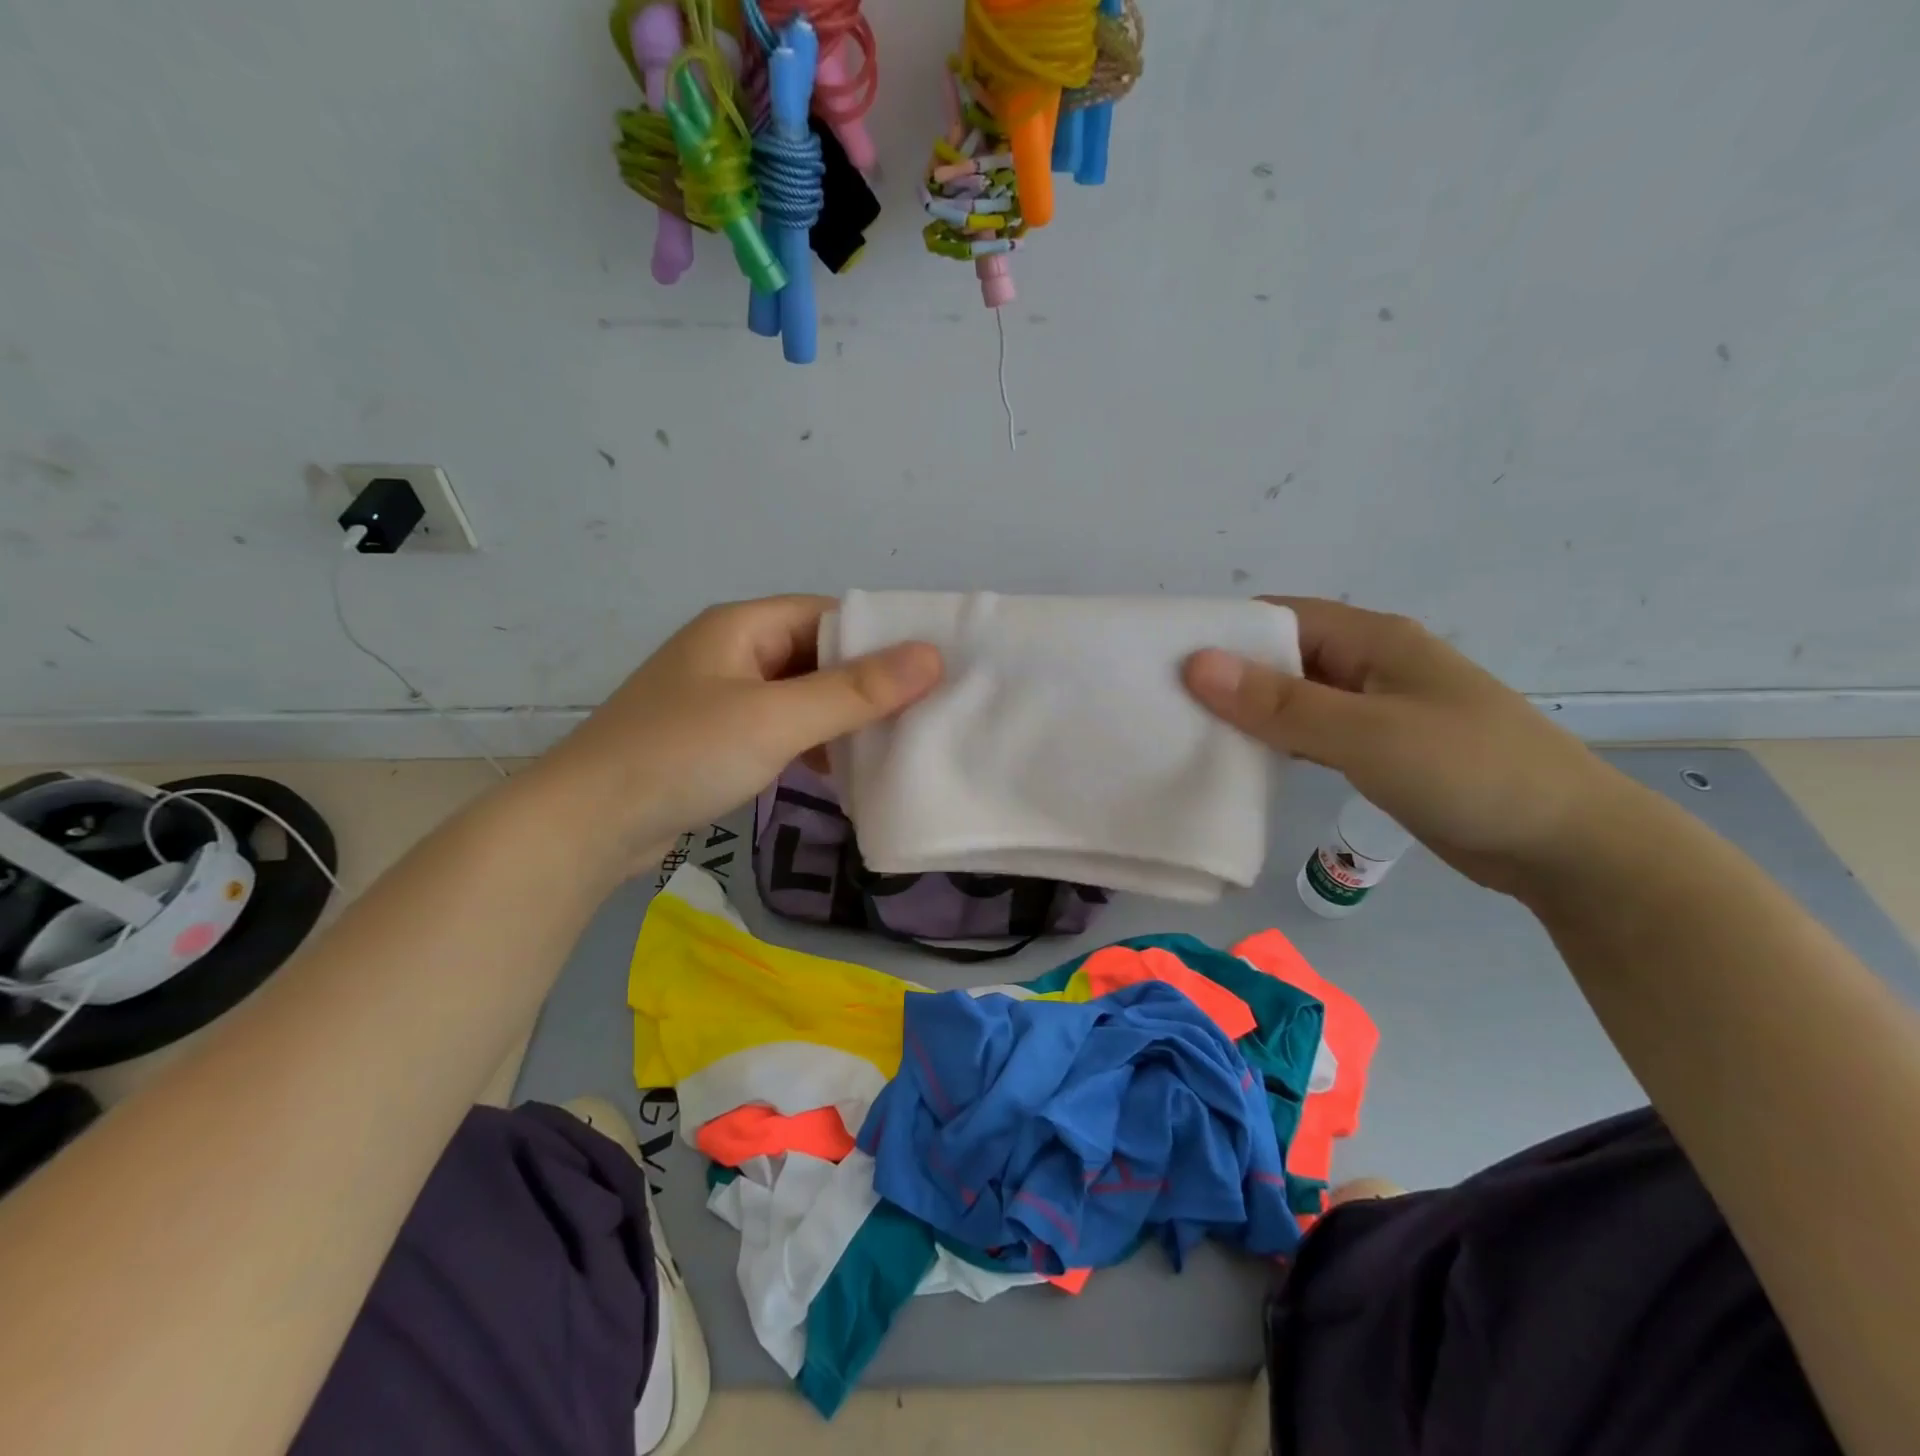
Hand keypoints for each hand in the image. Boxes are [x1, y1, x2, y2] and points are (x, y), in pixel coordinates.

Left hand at [529, 596, 941, 878]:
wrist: (586, 825)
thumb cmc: (682, 755)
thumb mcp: (776, 720)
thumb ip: (855, 691)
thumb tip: (932, 656)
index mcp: (742, 626)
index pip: (830, 615)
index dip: (881, 638)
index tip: (933, 670)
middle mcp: (733, 652)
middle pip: (818, 655)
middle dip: (867, 684)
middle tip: (926, 713)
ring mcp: (722, 697)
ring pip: (802, 696)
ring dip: (842, 718)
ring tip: (895, 744)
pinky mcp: (717, 740)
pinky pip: (781, 729)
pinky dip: (813, 744)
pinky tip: (842, 772)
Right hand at [1184, 597, 1628, 898]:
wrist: (1567, 844)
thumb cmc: (1469, 772)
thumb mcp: (1367, 734)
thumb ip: (1281, 703)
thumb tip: (1196, 663)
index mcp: (1372, 640)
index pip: (1278, 618)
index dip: (1223, 632)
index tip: (1164, 660)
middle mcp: (1370, 665)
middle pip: (1282, 657)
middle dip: (1228, 675)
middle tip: (1163, 703)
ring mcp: (1376, 709)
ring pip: (1295, 699)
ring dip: (1250, 712)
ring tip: (1187, 732)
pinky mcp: (1379, 750)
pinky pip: (1312, 734)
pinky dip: (1277, 742)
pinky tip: (1242, 762)